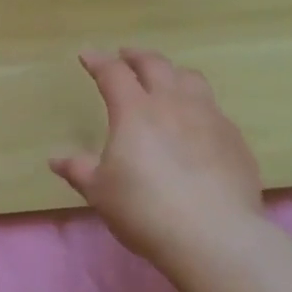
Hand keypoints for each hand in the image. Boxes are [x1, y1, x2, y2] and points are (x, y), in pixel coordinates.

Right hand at [51, 48, 263, 266]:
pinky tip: (196, 123)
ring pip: (191, 79)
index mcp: (135, 111)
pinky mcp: (235, 140)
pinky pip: (214, 109)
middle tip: (126, 56)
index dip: (99, 61)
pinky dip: (199, 105)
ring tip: (165, 79)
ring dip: (172, 73)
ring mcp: (209, 118)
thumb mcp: (100, 192)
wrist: (214, 236)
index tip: (88, 55)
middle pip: (156, 65)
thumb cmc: (145, 210)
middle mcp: (173, 104)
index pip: (114, 73)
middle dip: (137, 56)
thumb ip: (79, 170)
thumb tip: (56, 159)